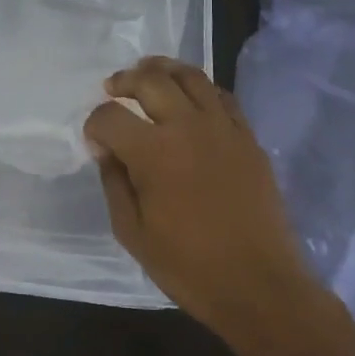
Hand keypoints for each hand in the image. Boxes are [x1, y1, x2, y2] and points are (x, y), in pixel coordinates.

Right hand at [85, 57, 313, 328]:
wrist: (260, 286)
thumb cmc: (190, 266)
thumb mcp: (133, 233)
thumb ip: (114, 183)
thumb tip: (106, 150)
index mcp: (153, 153)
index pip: (110, 116)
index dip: (94, 124)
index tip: (95, 140)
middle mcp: (187, 126)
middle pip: (149, 80)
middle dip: (124, 80)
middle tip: (113, 88)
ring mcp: (222, 127)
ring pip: (190, 76)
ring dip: (162, 69)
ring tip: (148, 72)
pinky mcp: (247, 137)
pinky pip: (222, 95)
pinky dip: (200, 88)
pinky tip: (190, 97)